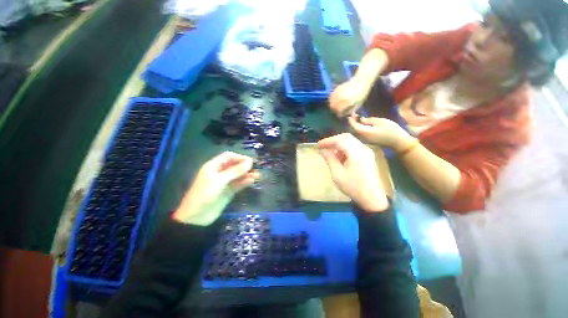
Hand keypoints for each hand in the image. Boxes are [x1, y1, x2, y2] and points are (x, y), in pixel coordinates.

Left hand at [173, 152, 259, 225]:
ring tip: (258, 175)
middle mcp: (220, 172)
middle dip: (245, 166)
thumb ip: (235, 171)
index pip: (228, 157)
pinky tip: (252, 181)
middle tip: (256, 168)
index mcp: (213, 166)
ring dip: (247, 174)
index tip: (250, 161)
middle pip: (234, 165)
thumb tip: (250, 162)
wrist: (196, 217)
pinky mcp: (229, 191)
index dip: (239, 157)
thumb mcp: (219, 180)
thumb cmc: (205, 193)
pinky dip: (245, 182)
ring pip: (238, 175)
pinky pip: (239, 184)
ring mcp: (225, 182)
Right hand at [318, 133, 388, 211]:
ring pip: (351, 141)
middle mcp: (363, 149)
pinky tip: (340, 157)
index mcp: (356, 153)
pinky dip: (345, 149)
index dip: (328, 141)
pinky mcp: (367, 156)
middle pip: (346, 137)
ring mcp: (367, 152)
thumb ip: (330, 159)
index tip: (318, 145)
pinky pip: (354, 147)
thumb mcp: (337, 174)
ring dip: (339, 145)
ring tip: (330, 153)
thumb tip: (322, 150)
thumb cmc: (353, 187)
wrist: (371, 198)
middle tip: (323, 147)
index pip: (340, 140)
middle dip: (333, 141)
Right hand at [329, 79, 367, 116]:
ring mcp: (339, 92)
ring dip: (332, 105)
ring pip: (331, 101)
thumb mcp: (358, 105)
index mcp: (347, 101)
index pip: (339, 110)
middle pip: (333, 106)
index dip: (339, 114)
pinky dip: (331, 100)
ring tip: (335, 107)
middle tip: (337, 112)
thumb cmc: (361, 94)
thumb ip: (350, 111)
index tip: (340, 115)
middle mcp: (341, 96)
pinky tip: (333, 102)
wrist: (361, 81)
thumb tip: (343, 115)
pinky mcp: (337, 88)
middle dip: (334, 110)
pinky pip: (331, 96)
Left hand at [349, 115, 413, 150]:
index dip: (351, 120)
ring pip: (356, 132)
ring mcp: (365, 141)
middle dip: (353, 122)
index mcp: (364, 132)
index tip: (352, 113)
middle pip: (353, 130)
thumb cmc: (390, 130)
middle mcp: (362, 138)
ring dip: (355, 126)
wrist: (398, 142)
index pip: (354, 126)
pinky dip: (359, 129)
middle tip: (355, 115)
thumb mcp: (380, 121)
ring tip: (357, 118)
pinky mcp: (368, 142)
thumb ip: (368, 120)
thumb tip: (360, 119)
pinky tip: (362, 124)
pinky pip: (360, 135)